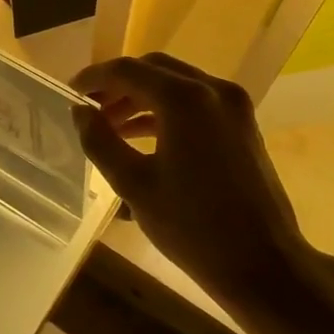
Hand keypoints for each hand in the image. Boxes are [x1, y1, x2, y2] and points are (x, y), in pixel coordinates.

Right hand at [71, 53, 303, 291]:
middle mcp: (212, 90)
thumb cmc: (192, 226)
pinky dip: (166, 110)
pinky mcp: (243, 125)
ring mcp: (233, 106)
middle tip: (89, 108)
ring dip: (141, 97)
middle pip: (154, 70)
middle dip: (118, 85)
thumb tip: (80, 111)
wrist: (264, 264)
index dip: (94, 78)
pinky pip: (196, 102)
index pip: (128, 70)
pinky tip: (143, 135)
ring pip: (176, 84)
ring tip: (110, 126)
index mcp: (184, 99)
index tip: (70, 93)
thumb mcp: (133, 184)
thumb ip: (100, 140)